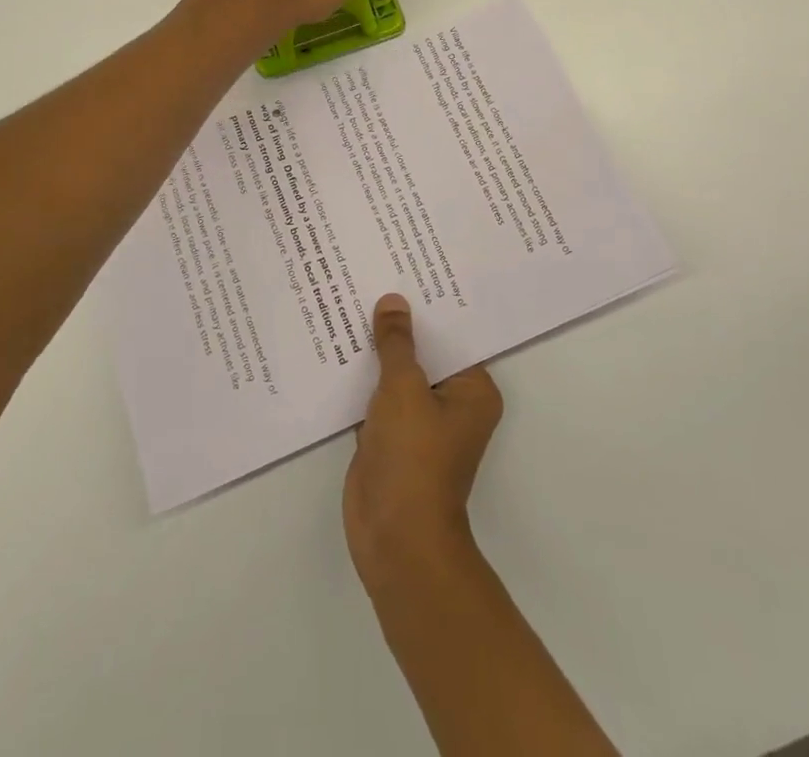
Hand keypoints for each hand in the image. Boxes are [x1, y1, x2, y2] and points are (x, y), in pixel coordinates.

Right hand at [344, 293, 502, 589]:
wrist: (394, 540)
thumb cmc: (413, 459)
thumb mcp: (404, 389)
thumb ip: (397, 343)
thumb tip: (393, 301)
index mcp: (472, 390)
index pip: (452, 334)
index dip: (429, 305)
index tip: (407, 268)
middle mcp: (451, 402)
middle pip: (424, 352)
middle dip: (399, 324)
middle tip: (373, 275)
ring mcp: (419, 421)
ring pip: (398, 374)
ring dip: (377, 350)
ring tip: (351, 300)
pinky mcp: (390, 437)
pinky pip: (377, 396)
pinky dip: (361, 378)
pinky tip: (336, 346)